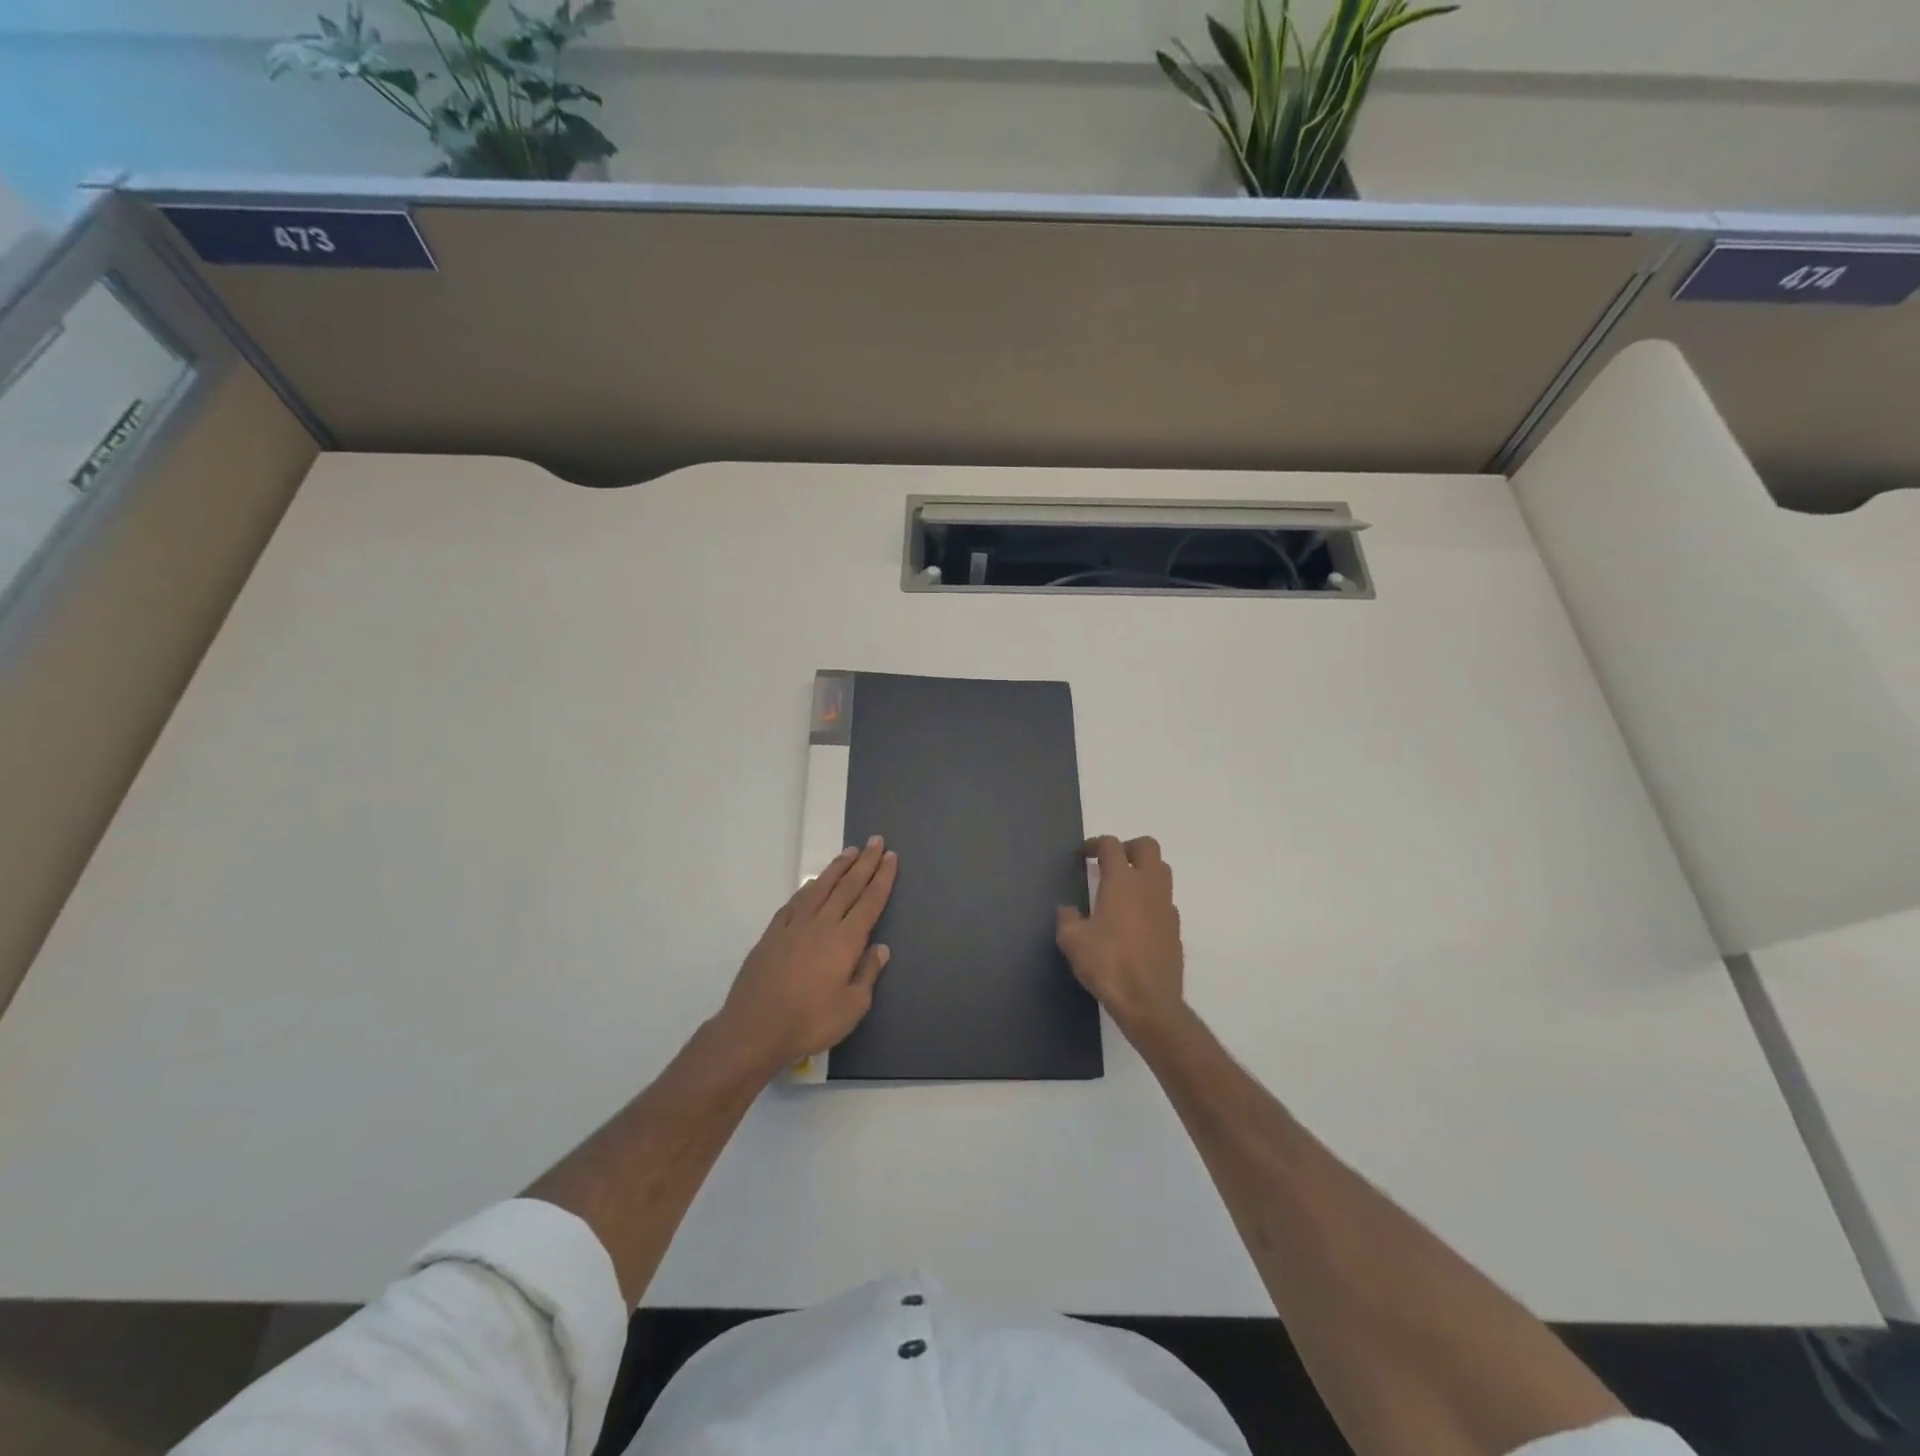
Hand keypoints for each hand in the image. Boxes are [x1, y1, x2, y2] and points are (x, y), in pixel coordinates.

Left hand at [715, 836, 897, 1075]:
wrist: (754, 1029)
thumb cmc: (809, 1022)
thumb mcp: (852, 1008)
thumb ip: (867, 974)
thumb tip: (880, 948)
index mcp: (845, 940)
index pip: (870, 901)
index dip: (882, 878)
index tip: (891, 857)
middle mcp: (821, 924)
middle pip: (847, 886)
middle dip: (865, 862)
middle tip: (876, 841)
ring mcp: (794, 926)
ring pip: (820, 888)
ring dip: (838, 868)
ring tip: (850, 851)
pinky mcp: (772, 934)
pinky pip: (795, 902)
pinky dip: (808, 887)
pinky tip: (813, 882)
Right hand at [1055, 835, 1185, 1037]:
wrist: (1148, 1002)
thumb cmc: (1107, 964)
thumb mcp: (1072, 941)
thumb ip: (1067, 919)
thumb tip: (1067, 910)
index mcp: (1121, 882)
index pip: (1111, 846)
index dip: (1095, 844)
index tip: (1083, 855)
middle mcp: (1148, 886)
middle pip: (1147, 847)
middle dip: (1128, 847)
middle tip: (1111, 862)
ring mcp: (1166, 907)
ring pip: (1162, 871)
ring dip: (1144, 870)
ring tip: (1124, 888)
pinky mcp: (1175, 928)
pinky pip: (1165, 901)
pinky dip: (1151, 899)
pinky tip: (1136, 920)